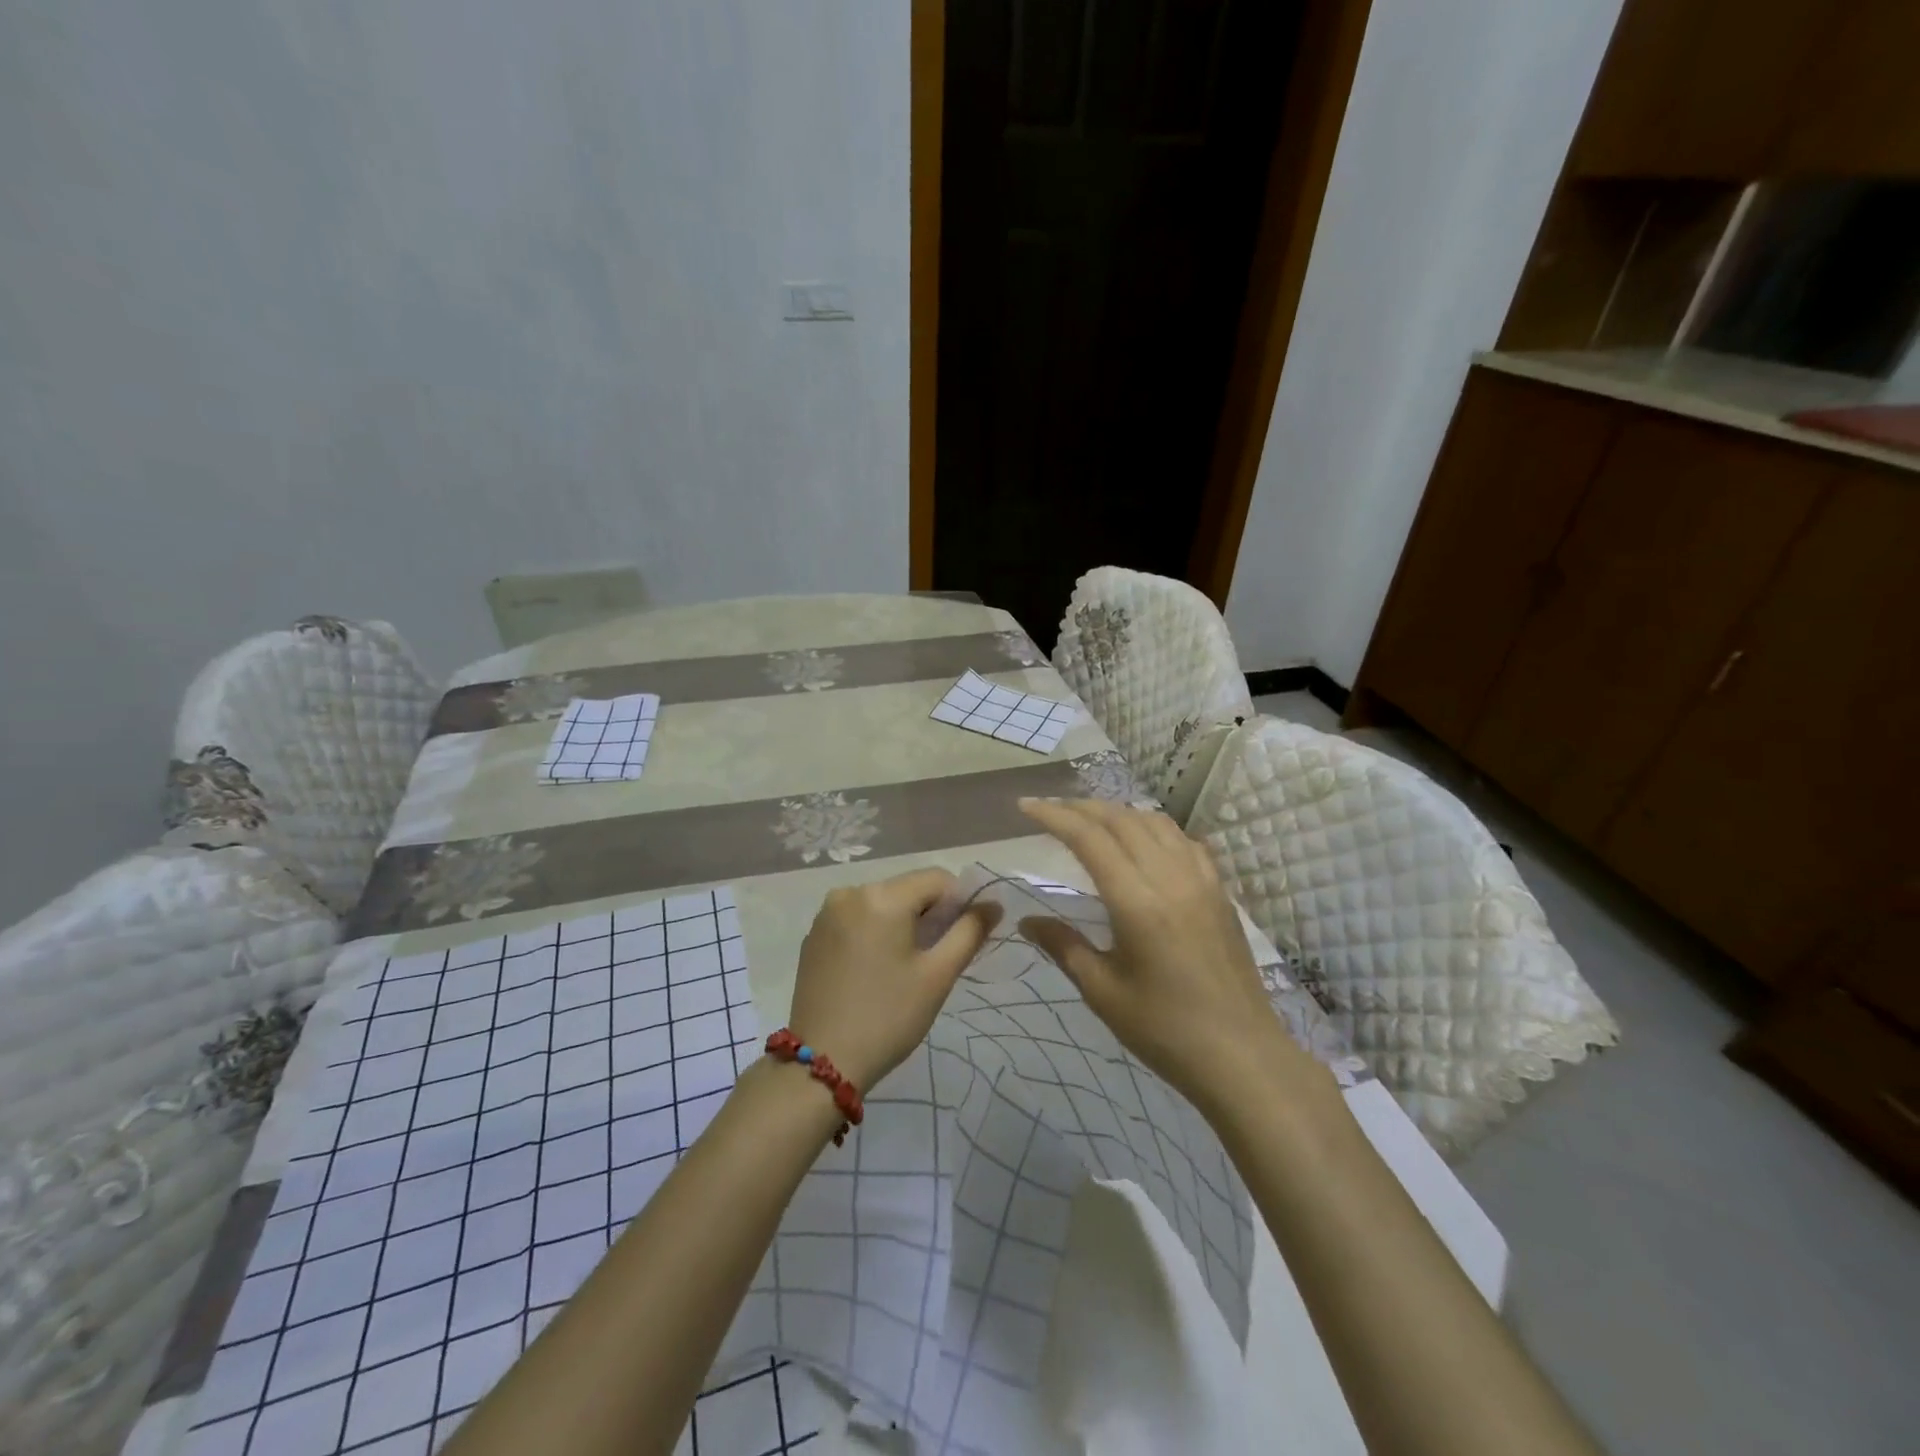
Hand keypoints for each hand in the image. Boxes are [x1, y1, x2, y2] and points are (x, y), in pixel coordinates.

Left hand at [787, 868, 1000, 1090]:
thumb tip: (993, 905)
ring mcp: (827, 913)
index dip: (959, 902)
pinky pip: (857, 918)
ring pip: (881, 902)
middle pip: (907, 888)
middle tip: (936, 957)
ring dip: (902, 922)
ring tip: (906, 965)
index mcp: (882, 896)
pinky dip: (875, 932)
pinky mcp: (814, 934)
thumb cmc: (888, 1017)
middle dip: (929, 913)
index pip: (937, 879)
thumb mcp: (937, 975)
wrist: (823, 1062)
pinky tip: (876, 968)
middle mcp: (851, 892)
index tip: (962, 938)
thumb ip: (969, 932)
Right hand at [1017, 798, 1297, 1114]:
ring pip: (1156, 823)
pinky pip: (1184, 841)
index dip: (1054, 816)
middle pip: (1122, 820)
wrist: (1242, 1056)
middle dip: (1081, 807)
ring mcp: (1202, 880)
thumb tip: (1025, 922)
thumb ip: (1063, 946)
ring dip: (1118, 812)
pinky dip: (1155, 828)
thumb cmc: (1164, 1030)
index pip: (1089, 838)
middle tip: (1051, 809)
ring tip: (1091, 819)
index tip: (1025, 806)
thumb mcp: (1102, 991)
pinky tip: (1145, 841)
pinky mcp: (1220, 891)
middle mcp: (1170, 877)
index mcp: (1136, 901)